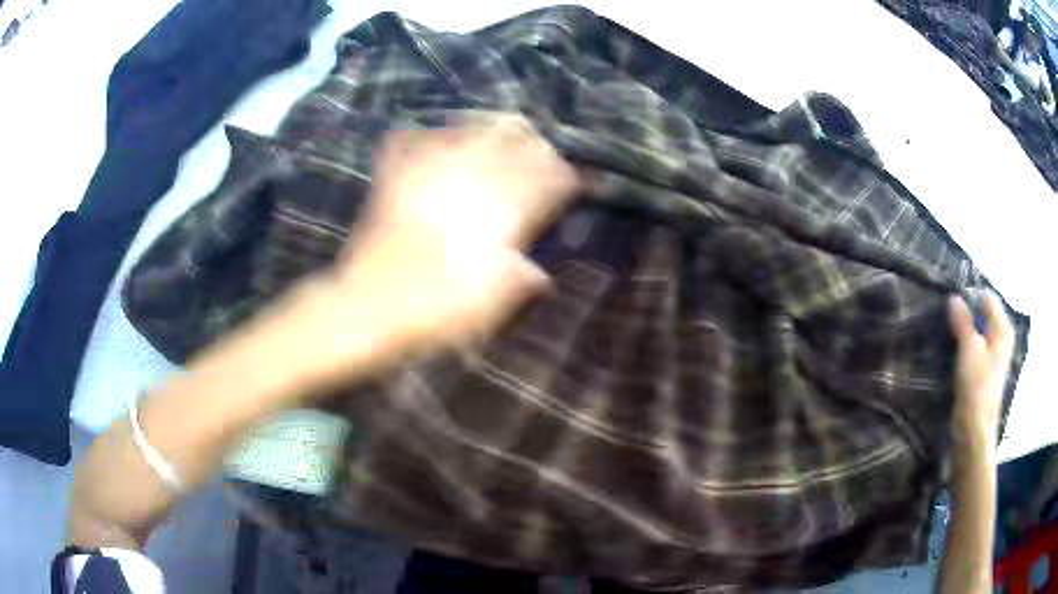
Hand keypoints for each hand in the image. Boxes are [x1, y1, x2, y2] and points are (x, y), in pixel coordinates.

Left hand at [292, 115, 578, 387]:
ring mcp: (424, 179)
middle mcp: (461, 187)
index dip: (560, 177)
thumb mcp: (483, 309)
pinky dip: (431, 134)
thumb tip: (539, 274)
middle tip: (545, 147)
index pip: (537, 184)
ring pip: (465, 133)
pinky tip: (440, 133)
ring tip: (505, 126)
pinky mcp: (393, 183)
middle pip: (506, 146)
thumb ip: (515, 283)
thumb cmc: (427, 315)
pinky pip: (412, 143)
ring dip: (490, 127)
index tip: (572, 179)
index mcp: (489, 218)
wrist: (362, 311)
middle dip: (532, 143)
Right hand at [948, 291, 1014, 452]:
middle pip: (985, 314)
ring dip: (966, 329)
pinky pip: (978, 346)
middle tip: (949, 319)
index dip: (970, 297)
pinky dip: (968, 343)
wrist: (974, 429)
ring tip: (950, 334)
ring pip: (980, 331)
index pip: (987, 298)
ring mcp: (996, 355)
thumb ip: (963, 321)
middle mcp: (1002, 338)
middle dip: (968, 313)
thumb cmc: (976, 386)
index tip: (952, 305)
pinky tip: (956, 351)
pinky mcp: (987, 370)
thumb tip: (954, 298)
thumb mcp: (968, 349)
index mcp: (1003, 329)